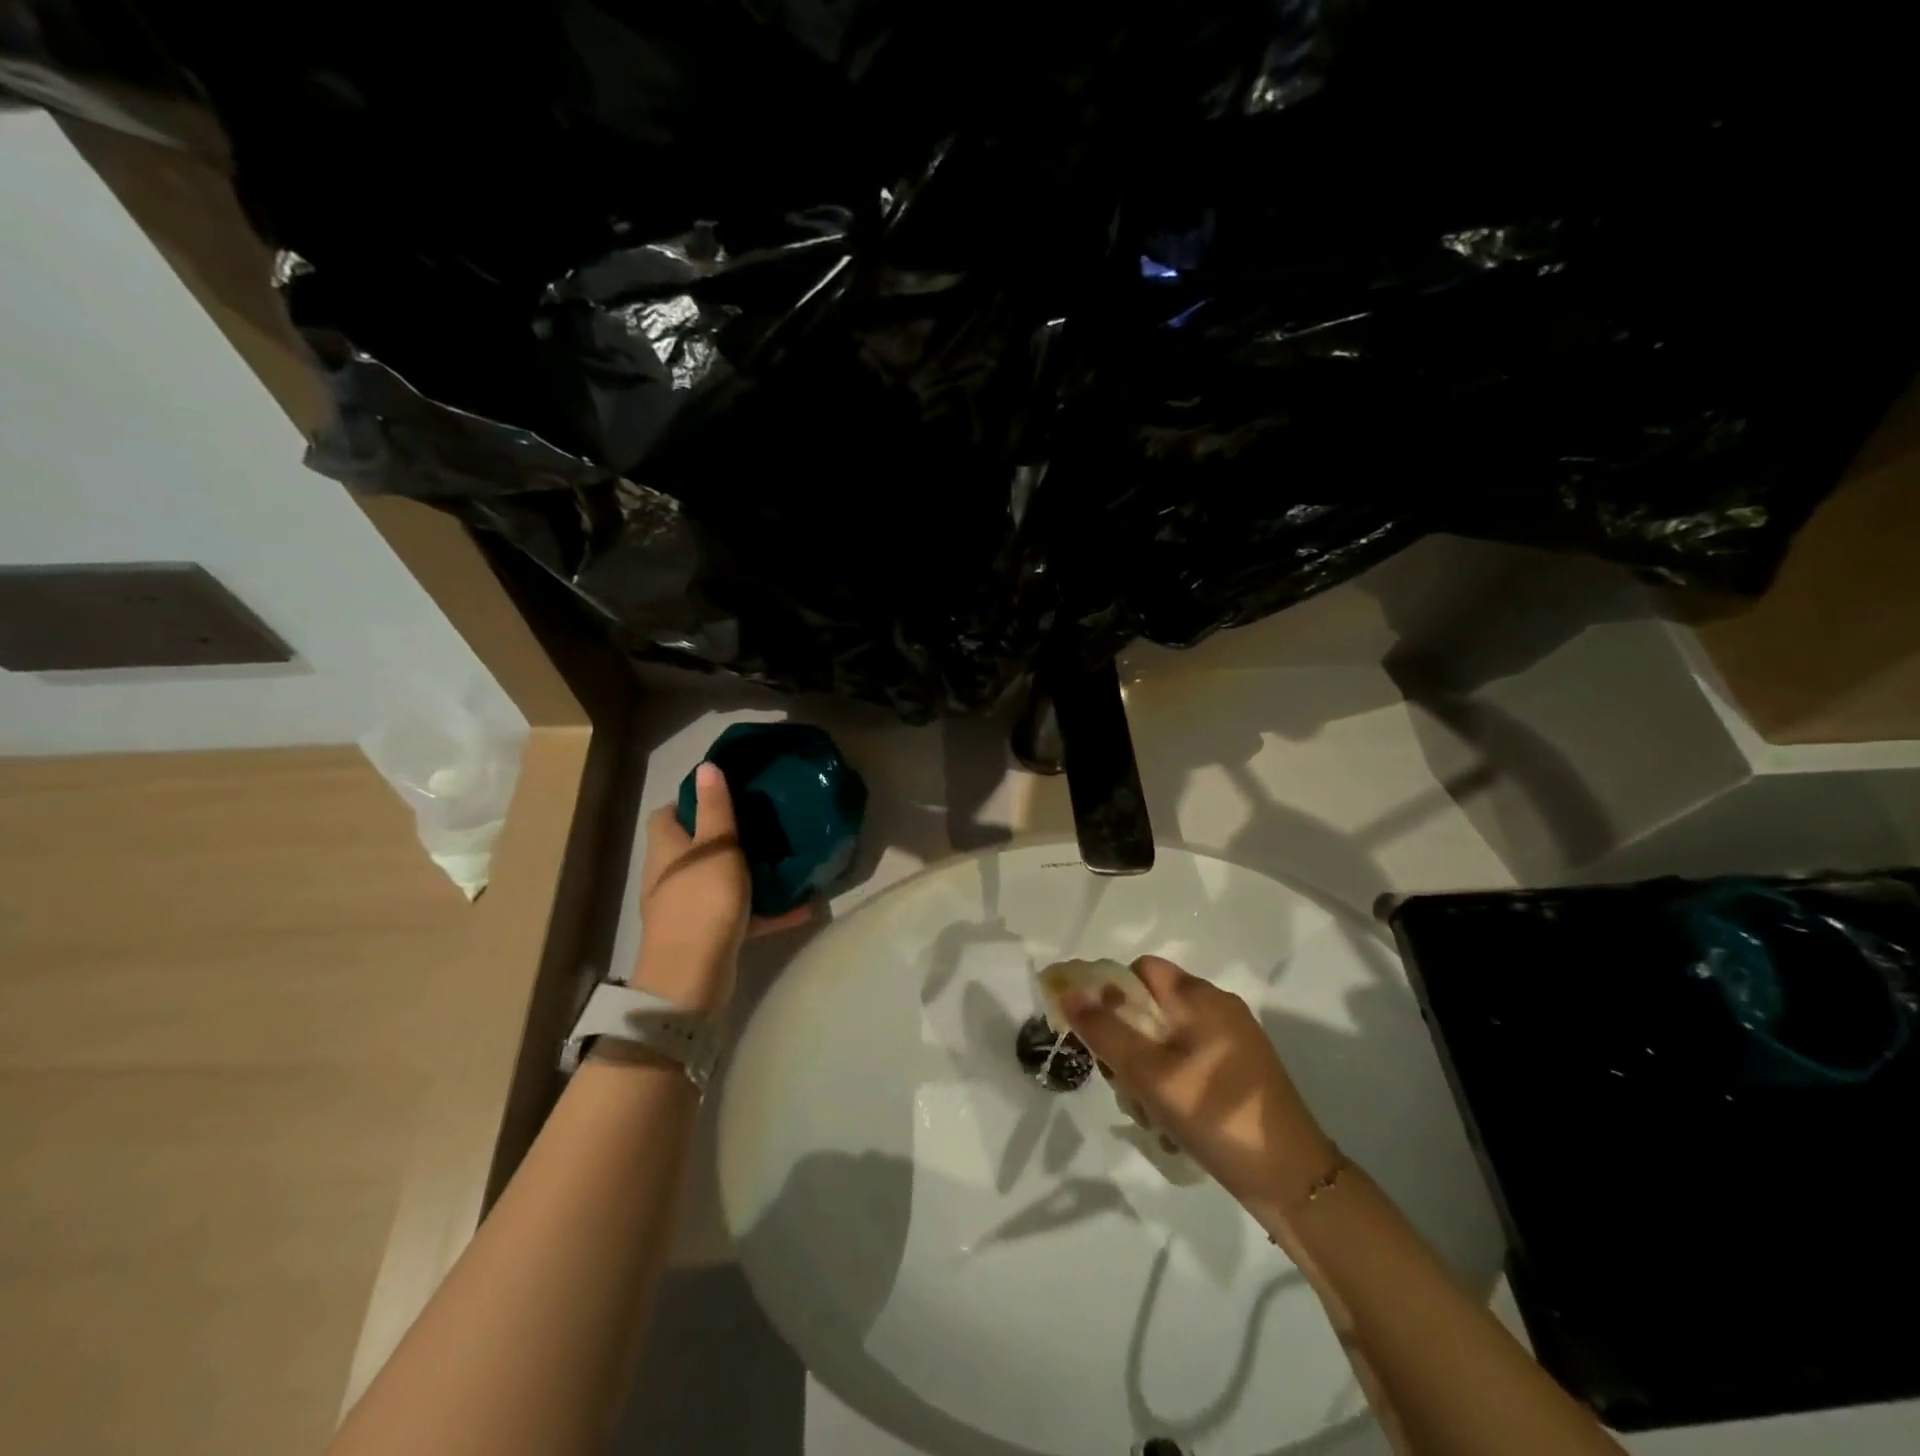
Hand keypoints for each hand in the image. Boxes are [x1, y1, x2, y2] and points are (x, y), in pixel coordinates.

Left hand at [632, 763, 811, 1011]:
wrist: (691, 978)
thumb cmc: (702, 901)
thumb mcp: (715, 847)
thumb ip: (714, 808)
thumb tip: (706, 767)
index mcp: (667, 849)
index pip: (667, 814)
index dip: (692, 799)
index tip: (729, 792)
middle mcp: (672, 876)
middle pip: (695, 846)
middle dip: (727, 835)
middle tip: (766, 822)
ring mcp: (689, 908)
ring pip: (720, 880)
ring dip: (750, 872)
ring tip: (785, 859)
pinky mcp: (709, 934)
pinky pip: (741, 914)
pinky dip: (766, 910)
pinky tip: (802, 906)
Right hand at [1061, 956, 1339, 1223]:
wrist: (1292, 1180)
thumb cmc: (1215, 1115)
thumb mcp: (1149, 1073)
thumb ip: (1105, 1030)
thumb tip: (1067, 991)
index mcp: (1200, 996)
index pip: (1140, 970)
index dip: (1110, 992)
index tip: (1096, 1034)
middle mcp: (1217, 1008)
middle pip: (1150, 1007)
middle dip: (1126, 1043)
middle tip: (1123, 1083)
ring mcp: (1232, 1042)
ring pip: (1166, 1040)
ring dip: (1146, 1071)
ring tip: (1149, 1113)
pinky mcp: (1240, 1073)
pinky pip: (1189, 1063)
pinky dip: (1171, 1084)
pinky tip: (1171, 1123)